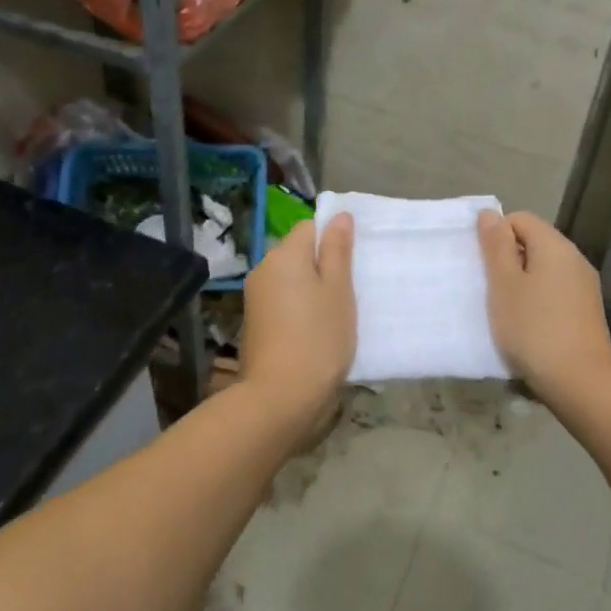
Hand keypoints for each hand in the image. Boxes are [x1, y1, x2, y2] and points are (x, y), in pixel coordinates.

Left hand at [240, 215, 355, 416]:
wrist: (281, 395)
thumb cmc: (319, 338)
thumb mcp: (338, 291)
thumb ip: (338, 251)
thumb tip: (339, 215)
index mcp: (284, 255)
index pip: (310, 227)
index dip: (333, 238)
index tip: (354, 263)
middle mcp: (263, 269)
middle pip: (298, 253)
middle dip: (324, 265)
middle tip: (351, 290)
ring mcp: (256, 297)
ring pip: (291, 279)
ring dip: (312, 289)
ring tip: (336, 313)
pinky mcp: (255, 322)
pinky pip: (283, 301)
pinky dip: (300, 308)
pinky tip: (316, 329)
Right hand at [477, 210, 610, 395]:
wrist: (580, 381)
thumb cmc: (533, 328)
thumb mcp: (504, 285)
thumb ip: (496, 247)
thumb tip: (490, 214)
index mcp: (555, 246)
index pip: (520, 219)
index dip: (496, 234)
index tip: (481, 264)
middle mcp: (575, 259)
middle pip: (534, 243)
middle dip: (507, 259)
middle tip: (486, 287)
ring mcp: (584, 286)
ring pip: (544, 270)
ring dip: (520, 282)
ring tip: (502, 309)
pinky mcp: (586, 311)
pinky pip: (554, 292)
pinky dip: (536, 300)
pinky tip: (525, 325)